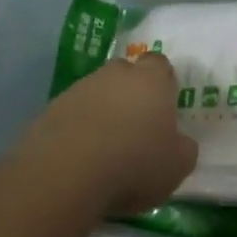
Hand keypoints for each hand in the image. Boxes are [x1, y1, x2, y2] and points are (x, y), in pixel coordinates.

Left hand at [16, 53, 197, 216]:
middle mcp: (115, 73)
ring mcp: (81, 87)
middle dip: (131, 94)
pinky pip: (74, 112)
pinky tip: (80, 156)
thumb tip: (179, 141)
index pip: (160, 64)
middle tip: (136, 128)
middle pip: (127, 74)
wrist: (66, 173)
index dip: (163, 83)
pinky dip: (79, 127)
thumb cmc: (133, 164)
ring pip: (98, 92)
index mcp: (150, 79)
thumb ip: (184, 148)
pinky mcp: (53, 107)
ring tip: (105, 149)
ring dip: (103, 111)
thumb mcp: (177, 166)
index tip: (164, 109)